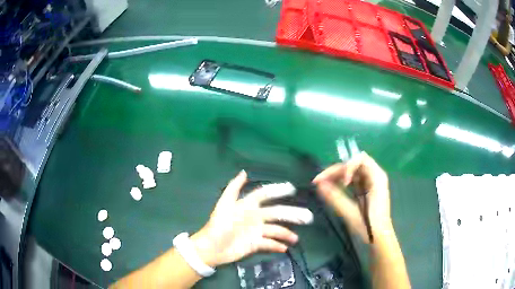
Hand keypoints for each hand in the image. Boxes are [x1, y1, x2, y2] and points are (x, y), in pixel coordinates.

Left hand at [191, 171, 313, 266]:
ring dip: (286, 233)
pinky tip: (284, 248)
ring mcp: (256, 231)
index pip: (264, 195)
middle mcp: (255, 217)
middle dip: (292, 214)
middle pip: (277, 213)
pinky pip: (269, 244)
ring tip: (295, 239)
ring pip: (276, 230)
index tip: (291, 188)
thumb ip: (234, 188)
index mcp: (248, 206)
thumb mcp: (224, 205)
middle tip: (307, 217)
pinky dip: (277, 245)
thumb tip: (244, 172)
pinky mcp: (255, 244)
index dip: (277, 190)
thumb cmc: (218, 225)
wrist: (211, 248)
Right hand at [312, 152, 391, 242]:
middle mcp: (375, 175)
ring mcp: (371, 181)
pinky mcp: (366, 188)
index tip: (342, 183)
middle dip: (337, 170)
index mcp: (377, 177)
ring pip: (351, 170)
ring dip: (336, 175)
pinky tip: (332, 187)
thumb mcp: (351, 212)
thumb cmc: (370, 226)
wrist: (380, 237)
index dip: (348, 166)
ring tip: (322, 184)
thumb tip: (318, 184)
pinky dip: (341, 181)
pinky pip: (352, 178)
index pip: (360, 159)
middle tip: (320, 180)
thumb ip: (335, 197)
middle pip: (353, 163)